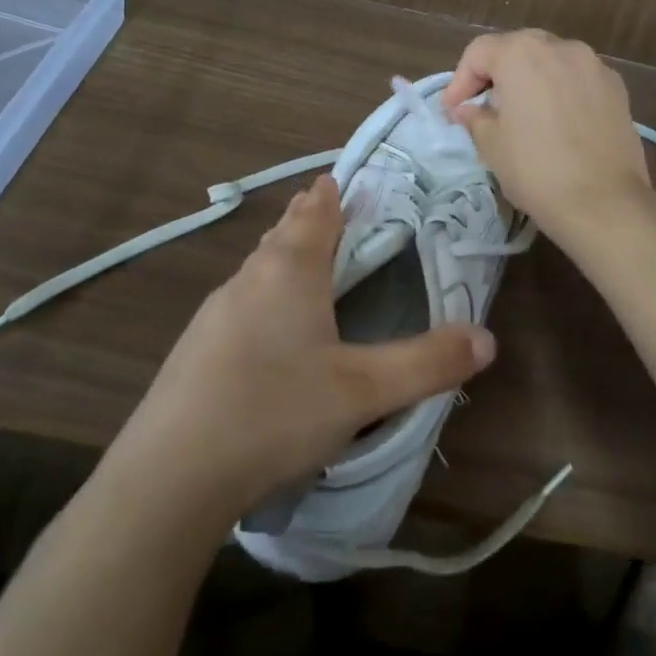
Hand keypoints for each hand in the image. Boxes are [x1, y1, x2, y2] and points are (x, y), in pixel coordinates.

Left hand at [111, 175, 496, 520]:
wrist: (169, 478)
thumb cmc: (274, 413)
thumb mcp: (364, 392)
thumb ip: (428, 363)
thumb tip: (487, 339)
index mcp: (289, 271)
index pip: (315, 213)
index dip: (331, 193)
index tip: (341, 177)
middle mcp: (249, 280)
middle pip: (283, 235)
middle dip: (308, 220)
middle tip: (332, 211)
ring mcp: (214, 315)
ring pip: (259, 269)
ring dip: (284, 256)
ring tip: (305, 260)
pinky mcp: (195, 351)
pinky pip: (241, 303)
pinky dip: (265, 295)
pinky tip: (270, 329)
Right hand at [441, 29, 651, 240]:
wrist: (605, 203)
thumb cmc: (536, 170)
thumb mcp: (492, 145)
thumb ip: (475, 118)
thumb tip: (466, 110)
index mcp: (522, 54)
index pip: (480, 52)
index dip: (460, 80)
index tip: (454, 111)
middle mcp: (561, 47)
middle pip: (519, 49)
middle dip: (497, 74)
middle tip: (484, 107)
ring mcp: (595, 66)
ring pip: (552, 62)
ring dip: (532, 80)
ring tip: (523, 114)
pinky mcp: (618, 88)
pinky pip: (579, 80)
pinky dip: (562, 91)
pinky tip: (559, 123)